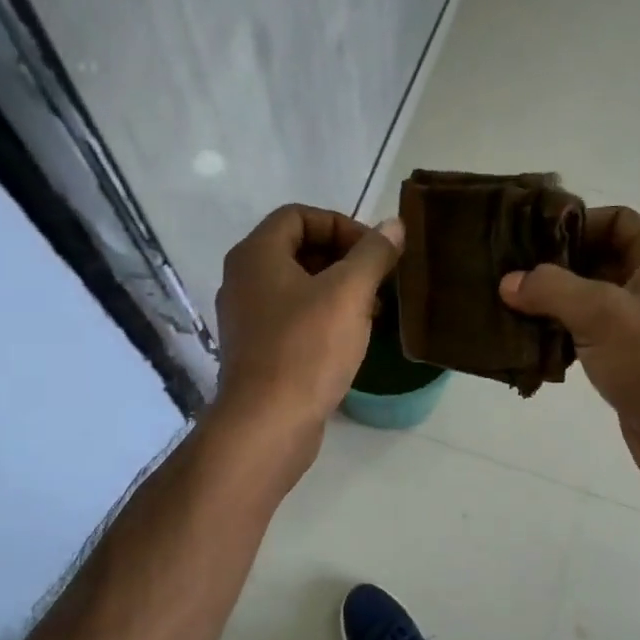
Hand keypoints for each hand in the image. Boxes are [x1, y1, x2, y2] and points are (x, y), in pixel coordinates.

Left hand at [213, 204, 403, 462]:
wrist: (267, 424)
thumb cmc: (306, 349)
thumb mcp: (349, 293)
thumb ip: (374, 254)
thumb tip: (394, 226)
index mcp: (256, 255)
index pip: (299, 215)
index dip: (341, 224)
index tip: (375, 252)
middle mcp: (244, 280)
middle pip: (298, 250)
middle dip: (345, 259)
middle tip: (380, 281)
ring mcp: (248, 318)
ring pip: (299, 287)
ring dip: (339, 291)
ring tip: (374, 311)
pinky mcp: (259, 351)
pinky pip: (295, 319)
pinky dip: (325, 318)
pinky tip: (352, 338)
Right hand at [500, 207, 639, 487]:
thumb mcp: (600, 314)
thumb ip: (551, 289)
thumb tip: (508, 282)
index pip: (617, 220)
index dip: (576, 223)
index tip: (533, 240)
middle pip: (600, 258)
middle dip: (557, 266)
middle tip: (512, 274)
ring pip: (592, 299)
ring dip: (555, 303)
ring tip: (513, 306)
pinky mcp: (631, 357)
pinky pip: (591, 333)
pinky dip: (564, 333)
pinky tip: (532, 341)